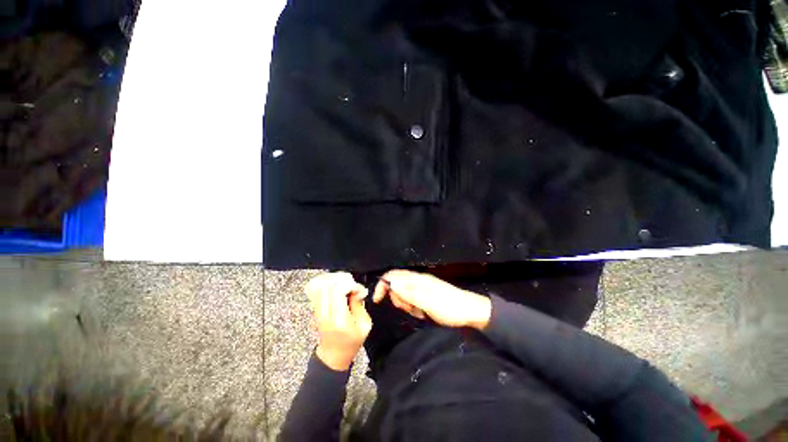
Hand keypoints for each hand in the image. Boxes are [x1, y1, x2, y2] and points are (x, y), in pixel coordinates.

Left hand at [305, 272, 372, 370]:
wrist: (334, 355)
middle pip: (327, 285)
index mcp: (339, 319)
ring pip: (319, 284)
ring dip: (333, 279)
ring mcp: (317, 310)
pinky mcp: (315, 308)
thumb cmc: (352, 342)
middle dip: (342, 278)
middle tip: (351, 283)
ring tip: (344, 282)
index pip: (337, 291)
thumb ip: (360, 305)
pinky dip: (324, 282)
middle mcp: (325, 313)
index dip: (349, 284)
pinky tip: (335, 284)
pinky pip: (314, 289)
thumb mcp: (364, 325)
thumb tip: (358, 289)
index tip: (358, 289)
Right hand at [373, 269, 491, 329]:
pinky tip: (423, 313)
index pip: (393, 275)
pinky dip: (414, 308)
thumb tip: (390, 283)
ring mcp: (422, 288)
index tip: (377, 300)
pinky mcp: (426, 296)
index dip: (382, 285)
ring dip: (407, 305)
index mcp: (417, 279)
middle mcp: (418, 281)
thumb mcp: (427, 301)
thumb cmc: (449, 307)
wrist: (469, 312)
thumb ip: (408, 292)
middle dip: (398, 298)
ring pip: (404, 295)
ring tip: (420, 312)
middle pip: (397, 285)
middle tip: (409, 308)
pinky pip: (413, 301)